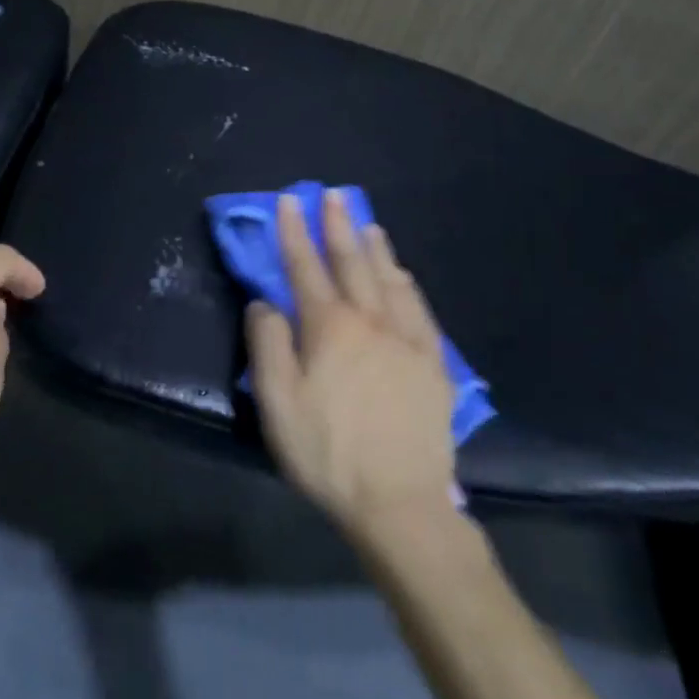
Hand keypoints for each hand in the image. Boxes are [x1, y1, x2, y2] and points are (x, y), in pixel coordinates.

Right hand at [245, 190, 457, 538]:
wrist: (400, 503)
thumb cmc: (328, 452)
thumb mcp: (277, 403)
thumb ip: (267, 345)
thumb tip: (265, 303)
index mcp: (329, 327)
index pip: (305, 267)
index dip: (294, 232)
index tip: (289, 201)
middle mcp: (370, 320)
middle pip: (351, 262)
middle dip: (338, 225)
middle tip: (333, 195)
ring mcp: (407, 339)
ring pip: (389, 278)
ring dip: (375, 247)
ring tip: (367, 223)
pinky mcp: (433, 363)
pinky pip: (419, 308)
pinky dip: (407, 283)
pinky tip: (403, 275)